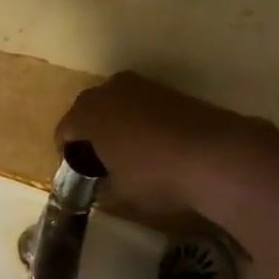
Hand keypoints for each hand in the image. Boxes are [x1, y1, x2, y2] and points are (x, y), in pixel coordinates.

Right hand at [58, 72, 266, 216]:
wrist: (215, 155)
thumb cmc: (153, 175)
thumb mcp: (120, 193)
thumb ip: (102, 186)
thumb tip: (101, 185)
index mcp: (87, 113)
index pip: (63, 132)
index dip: (67, 155)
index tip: (77, 175)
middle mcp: (109, 89)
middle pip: (88, 112)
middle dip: (90, 135)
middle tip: (99, 163)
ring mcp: (142, 86)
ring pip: (117, 105)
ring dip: (116, 126)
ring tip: (128, 154)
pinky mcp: (170, 90)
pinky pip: (142, 106)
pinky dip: (141, 122)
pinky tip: (154, 146)